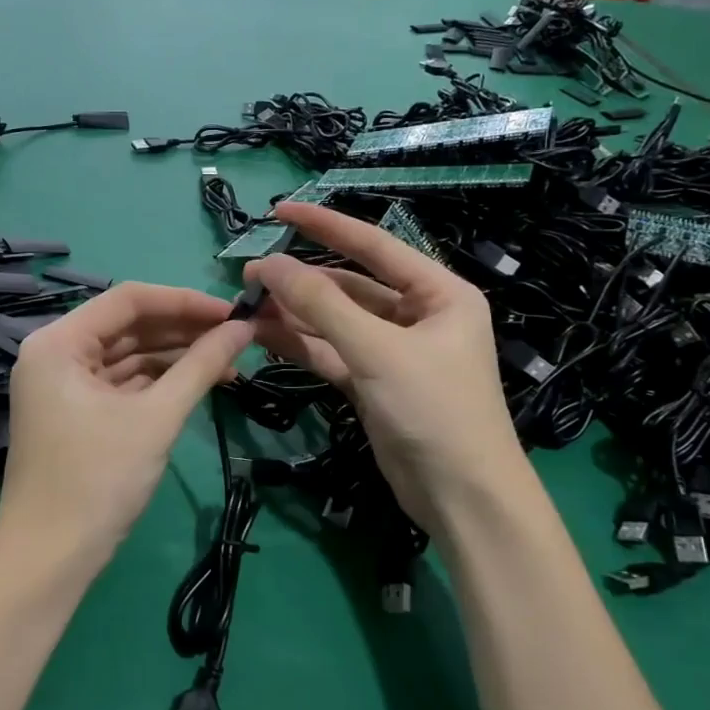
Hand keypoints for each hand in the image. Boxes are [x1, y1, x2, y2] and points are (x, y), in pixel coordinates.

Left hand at [0, 284, 252, 569]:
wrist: (49, 560)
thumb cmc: (98, 480)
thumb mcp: (156, 417)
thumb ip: (201, 366)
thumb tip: (244, 328)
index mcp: (59, 342)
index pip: (128, 300)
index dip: (184, 301)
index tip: (233, 311)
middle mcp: (56, 353)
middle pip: (128, 326)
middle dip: (183, 330)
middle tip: (238, 337)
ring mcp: (64, 385)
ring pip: (128, 355)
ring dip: (176, 357)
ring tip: (230, 361)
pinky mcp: (76, 412)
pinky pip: (123, 383)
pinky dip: (159, 382)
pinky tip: (199, 383)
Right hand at [245, 202, 529, 532]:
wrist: (462, 499)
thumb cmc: (434, 410)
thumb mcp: (377, 351)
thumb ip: (321, 305)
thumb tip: (268, 264)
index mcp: (438, 293)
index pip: (373, 246)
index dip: (325, 225)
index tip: (279, 211)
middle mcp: (417, 315)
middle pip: (349, 286)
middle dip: (301, 281)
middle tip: (249, 275)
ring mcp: (393, 351)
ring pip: (335, 322)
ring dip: (295, 315)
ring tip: (247, 306)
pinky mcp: (374, 383)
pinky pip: (332, 353)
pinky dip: (302, 346)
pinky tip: (264, 336)